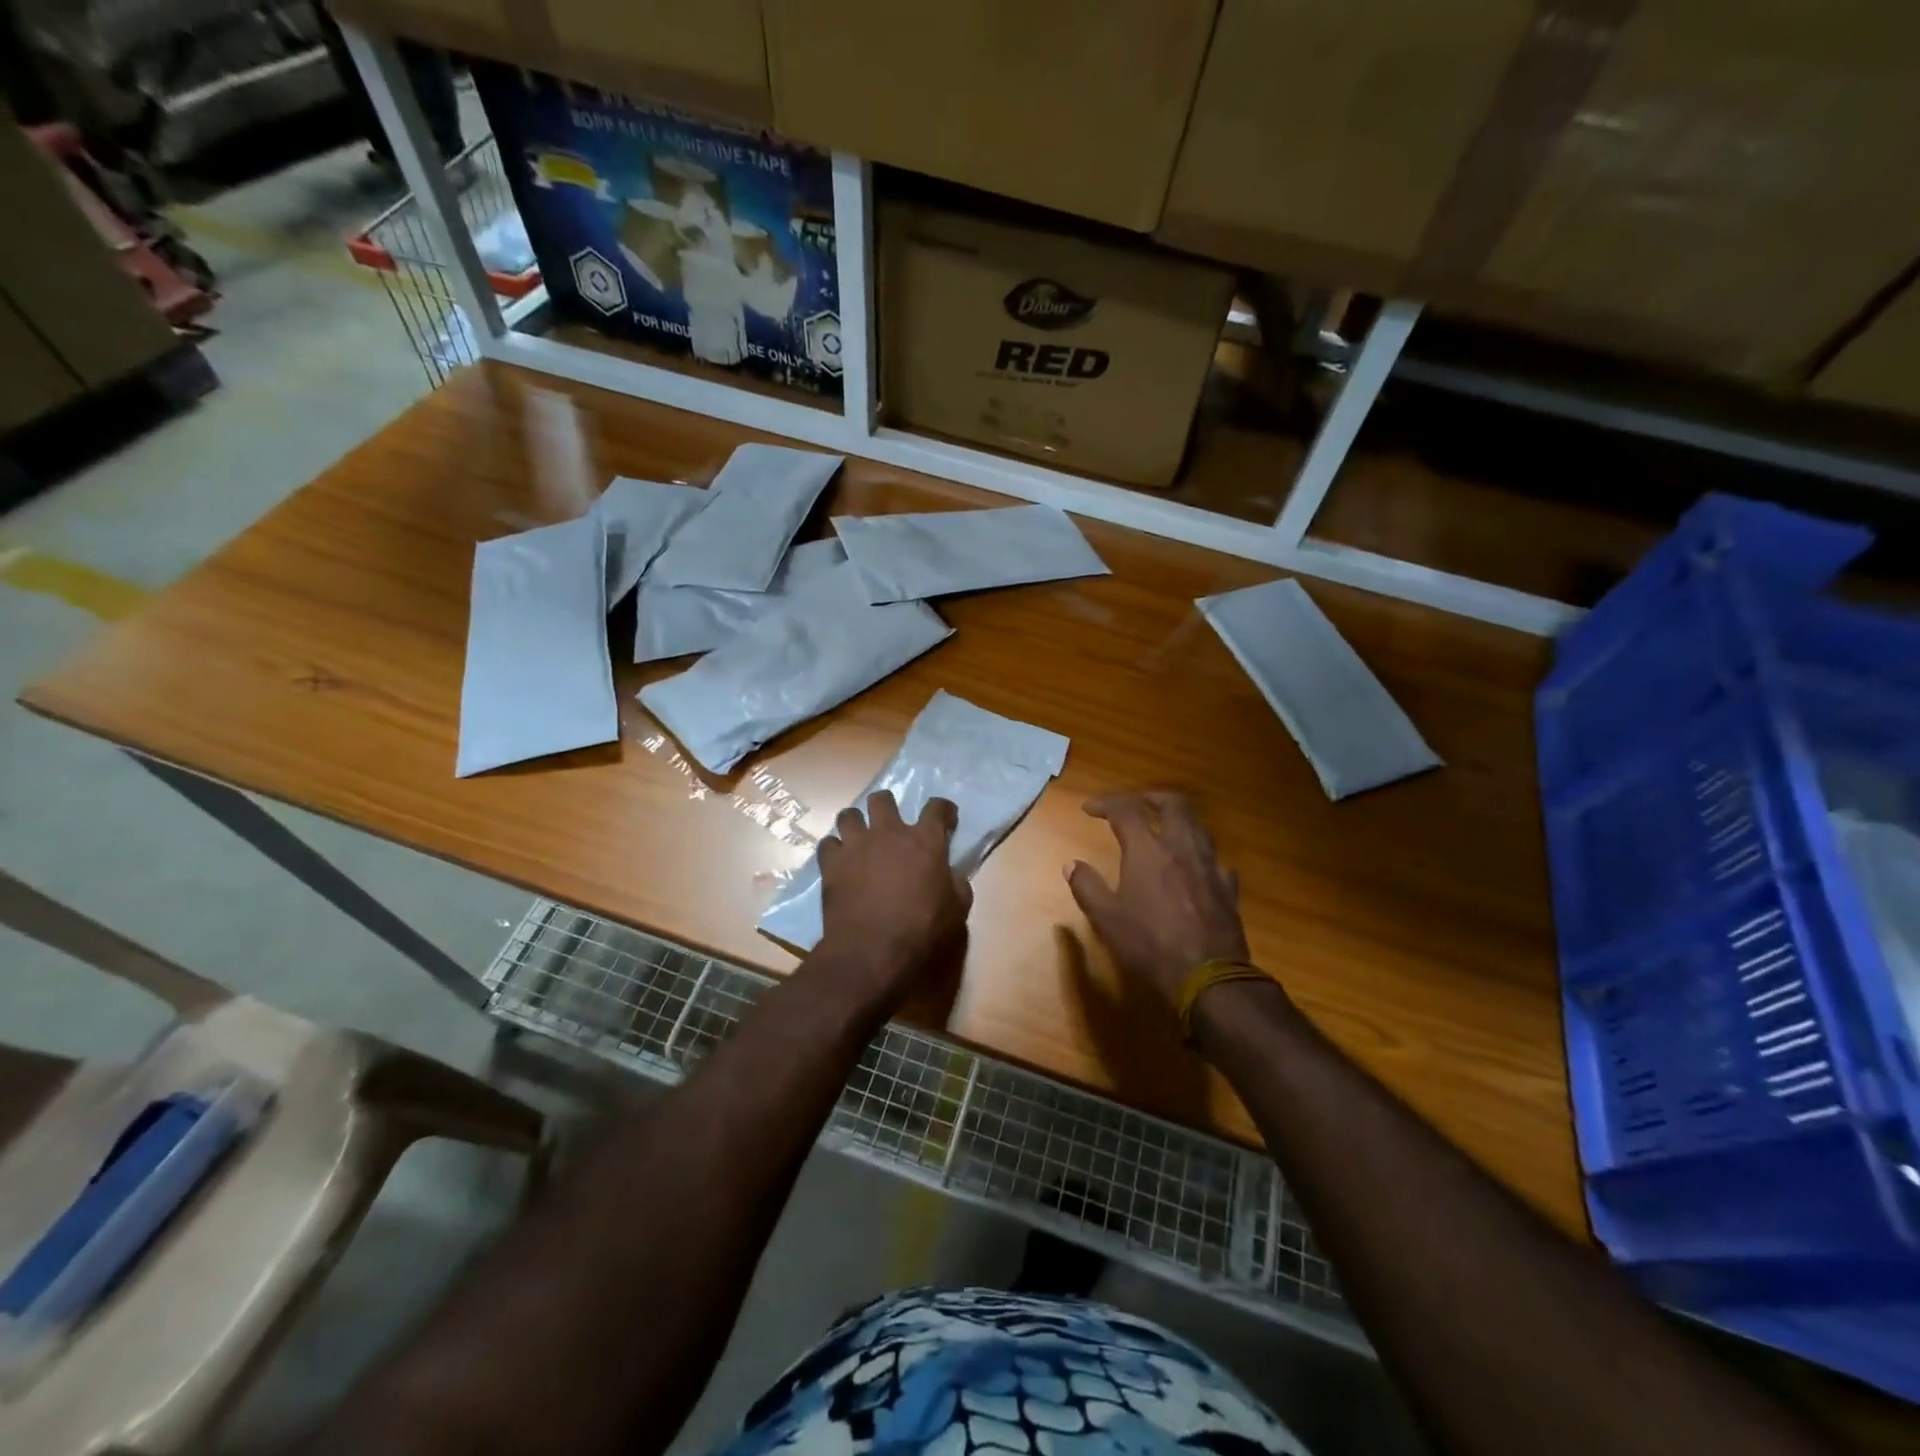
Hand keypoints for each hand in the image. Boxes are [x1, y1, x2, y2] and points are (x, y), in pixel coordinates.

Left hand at [816, 791, 970, 1002]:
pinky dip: (834, 850)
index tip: (945, 817)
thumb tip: (950, 874)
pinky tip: (839, 862)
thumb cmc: (922, 930)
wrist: (873, 951)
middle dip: (886, 806)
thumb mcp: (957, 910)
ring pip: (849, 815)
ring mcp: (856, 845)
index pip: (937, 808)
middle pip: (882, 799)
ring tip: (859, 839)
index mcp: (925, 841)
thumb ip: (956, 883)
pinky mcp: (830, 863)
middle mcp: (889, 832)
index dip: (943, 809)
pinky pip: (828, 843)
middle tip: (890, 824)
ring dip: (856, 824)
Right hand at [1066, 792, 1251, 1005]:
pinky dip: (1202, 856)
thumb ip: (1087, 887)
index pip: (1125, 810)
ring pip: (1199, 826)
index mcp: (1147, 850)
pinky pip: (1217, 861)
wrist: (1208, 975)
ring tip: (1165, 828)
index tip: (1089, 809)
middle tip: (1136, 803)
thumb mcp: (1107, 918)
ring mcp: (1210, 866)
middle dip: (1152, 797)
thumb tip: (1071, 865)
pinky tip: (1196, 868)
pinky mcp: (1228, 888)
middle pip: (1173, 804)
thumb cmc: (1150, 943)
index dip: (1105, 803)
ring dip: (1179, 820)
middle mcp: (1181, 847)